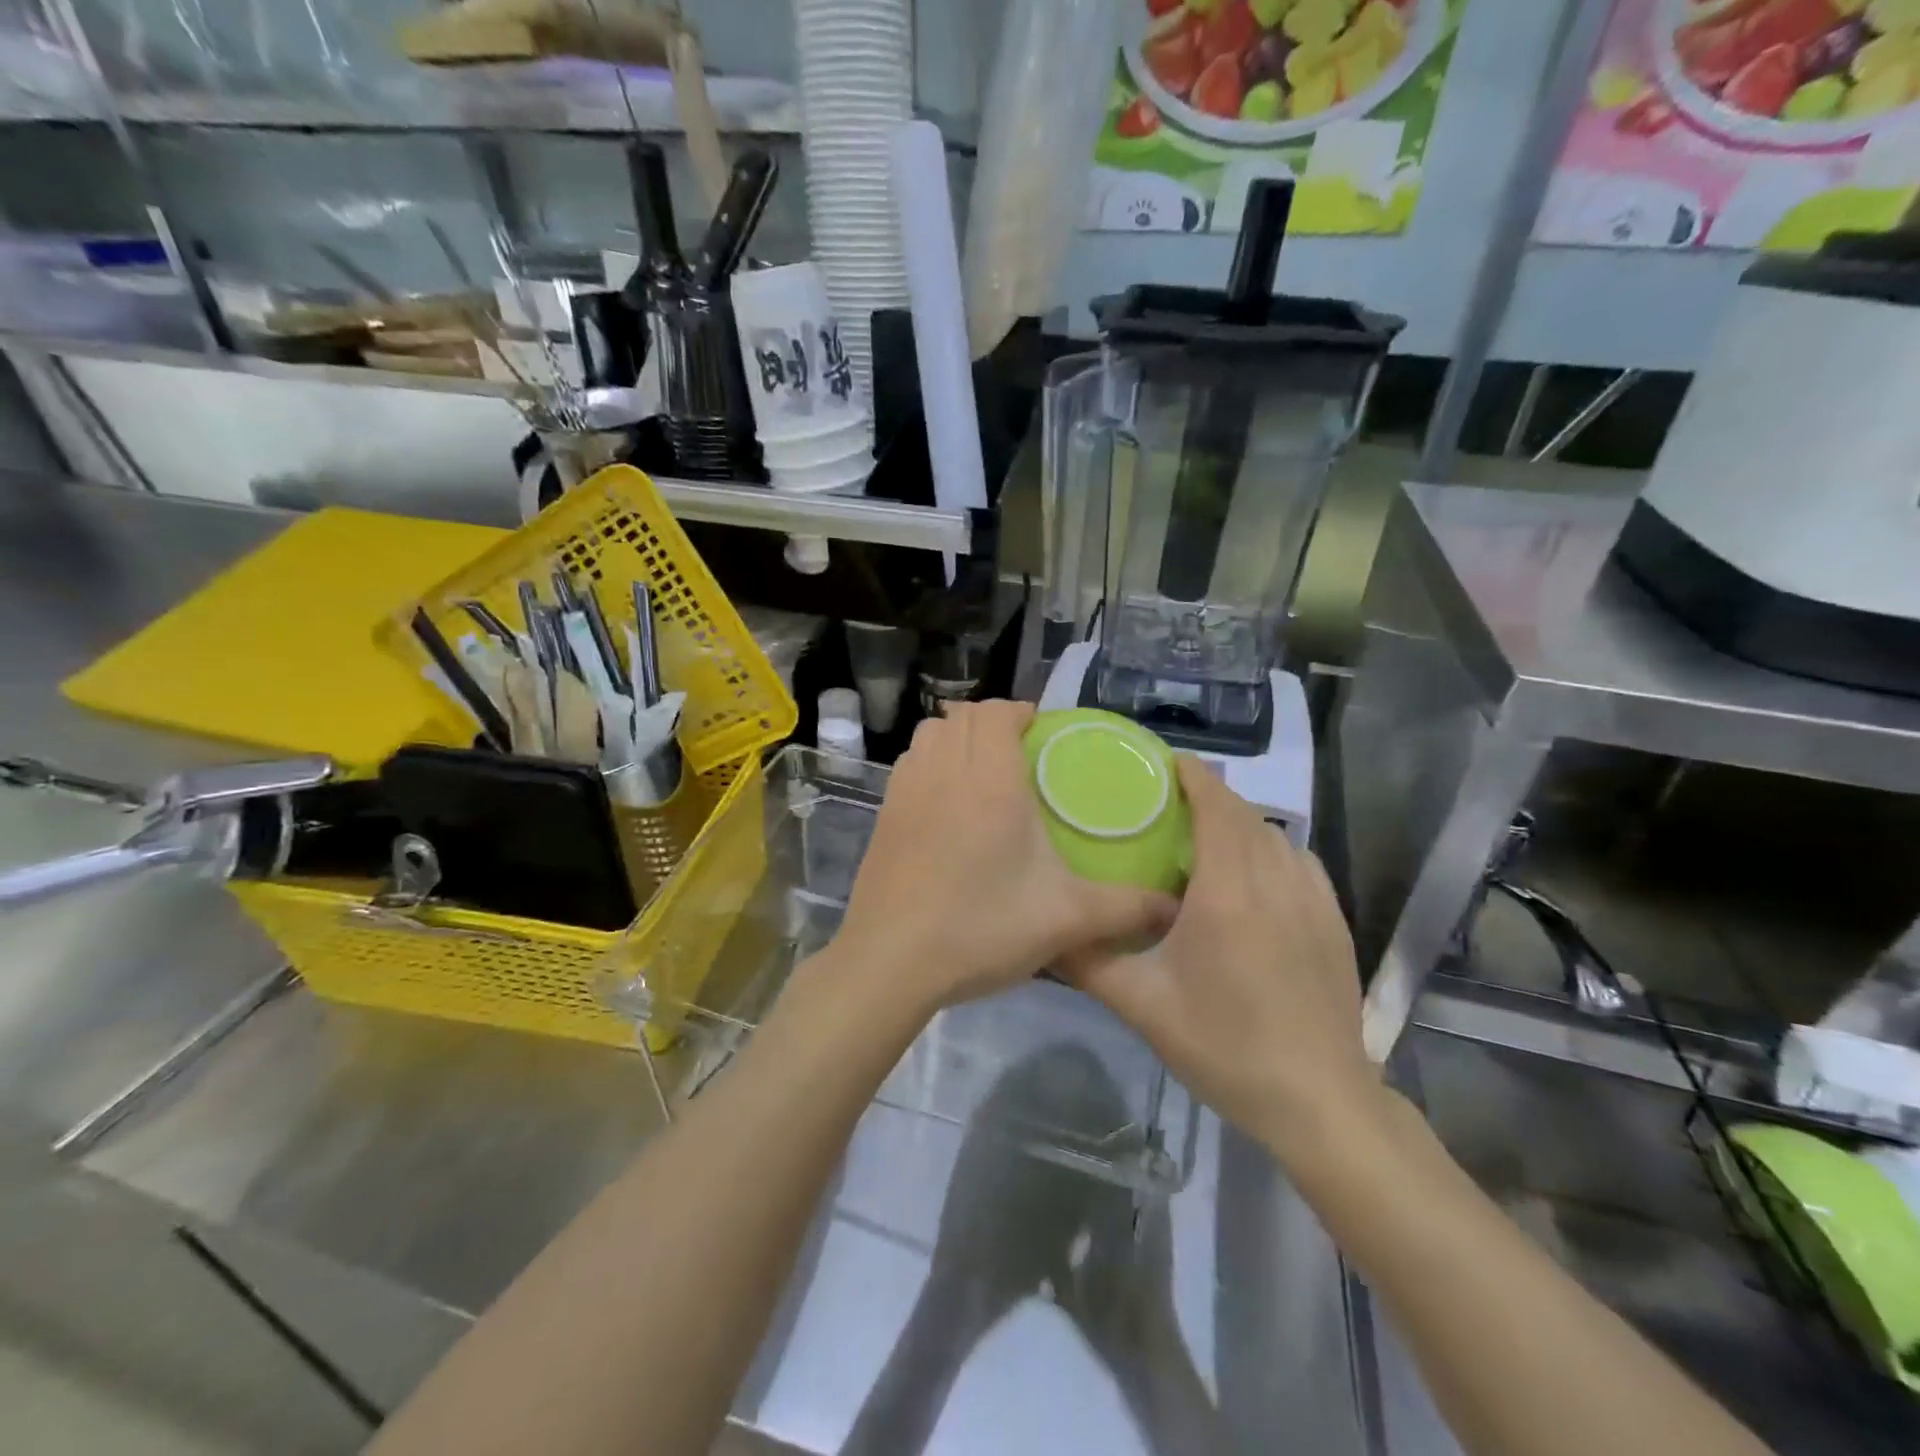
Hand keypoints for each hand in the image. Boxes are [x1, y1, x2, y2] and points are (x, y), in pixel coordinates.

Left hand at [825, 701, 1174, 1016]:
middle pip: (962, 715)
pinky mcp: (883, 815)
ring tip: (981, 769)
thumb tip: (1174, 905)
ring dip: (956, 736)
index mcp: (991, 781)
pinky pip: (909, 762)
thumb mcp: (1066, 920)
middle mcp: (945, 771)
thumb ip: (1126, 908)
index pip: (997, 712)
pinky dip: (930, 761)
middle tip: (1019, 752)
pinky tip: (946, 801)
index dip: (1019, 711)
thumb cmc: (981, 928)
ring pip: (930, 733)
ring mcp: (906, 791)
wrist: (891, 962)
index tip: (1041, 734)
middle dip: (991, 721)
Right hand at [1064, 758, 1378, 1161]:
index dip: (1194, 775)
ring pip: (1275, 836)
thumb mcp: (1142, 1006)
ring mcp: (1313, 900)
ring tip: (1206, 837)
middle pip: (1244, 815)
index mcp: (1228, 891)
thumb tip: (1043, 930)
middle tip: (1168, 802)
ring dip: (1240, 823)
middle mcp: (1275, 881)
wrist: (1318, 1102)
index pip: (1217, 807)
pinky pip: (1299, 862)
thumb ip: (1089, 960)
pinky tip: (1252, 877)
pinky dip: (1271, 849)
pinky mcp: (1333, 921)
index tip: (1164, 762)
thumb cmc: (1225, 1046)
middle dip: (1210, 795)